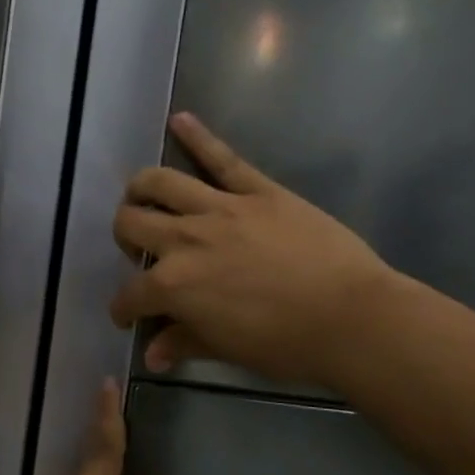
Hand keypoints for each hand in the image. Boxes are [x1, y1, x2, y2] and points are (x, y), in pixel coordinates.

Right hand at [111, 113, 393, 385]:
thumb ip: (183, 343)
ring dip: (141, 189)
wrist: (350, 317)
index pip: (130, 294)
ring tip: (142, 196)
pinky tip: (179, 120)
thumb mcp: (226, 350)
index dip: (124, 308)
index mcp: (174, 285)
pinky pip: (221, 158)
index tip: (129, 316)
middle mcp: (184, 239)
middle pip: (132, 224)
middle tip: (139, 251)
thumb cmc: (286, 344)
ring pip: (159, 182)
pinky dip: (197, 136)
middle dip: (125, 238)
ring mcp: (220, 209)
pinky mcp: (256, 190)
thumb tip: (152, 354)